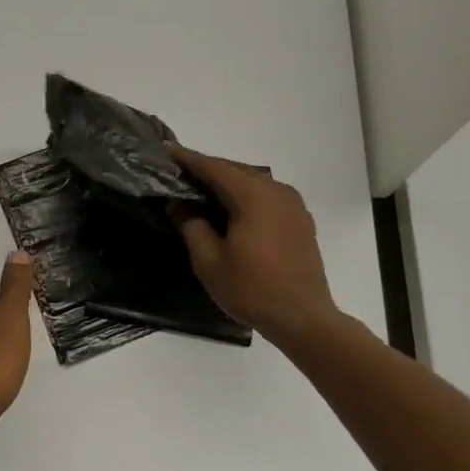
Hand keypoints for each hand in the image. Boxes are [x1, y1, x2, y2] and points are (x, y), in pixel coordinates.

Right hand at [168, 146, 342, 347]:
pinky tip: (231, 209)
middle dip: (206, 169)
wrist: (304, 319)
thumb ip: (191, 225)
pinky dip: (245, 195)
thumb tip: (180, 204)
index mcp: (253, 196)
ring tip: (200, 189)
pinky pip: (266, 196)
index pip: (213, 168)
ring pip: (252, 182)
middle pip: (234, 170)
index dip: (187, 159)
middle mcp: (276, 190)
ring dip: (226, 183)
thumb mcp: (209, 261)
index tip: (165, 151)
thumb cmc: (252, 290)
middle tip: (178, 172)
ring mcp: (292, 205)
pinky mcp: (300, 220)